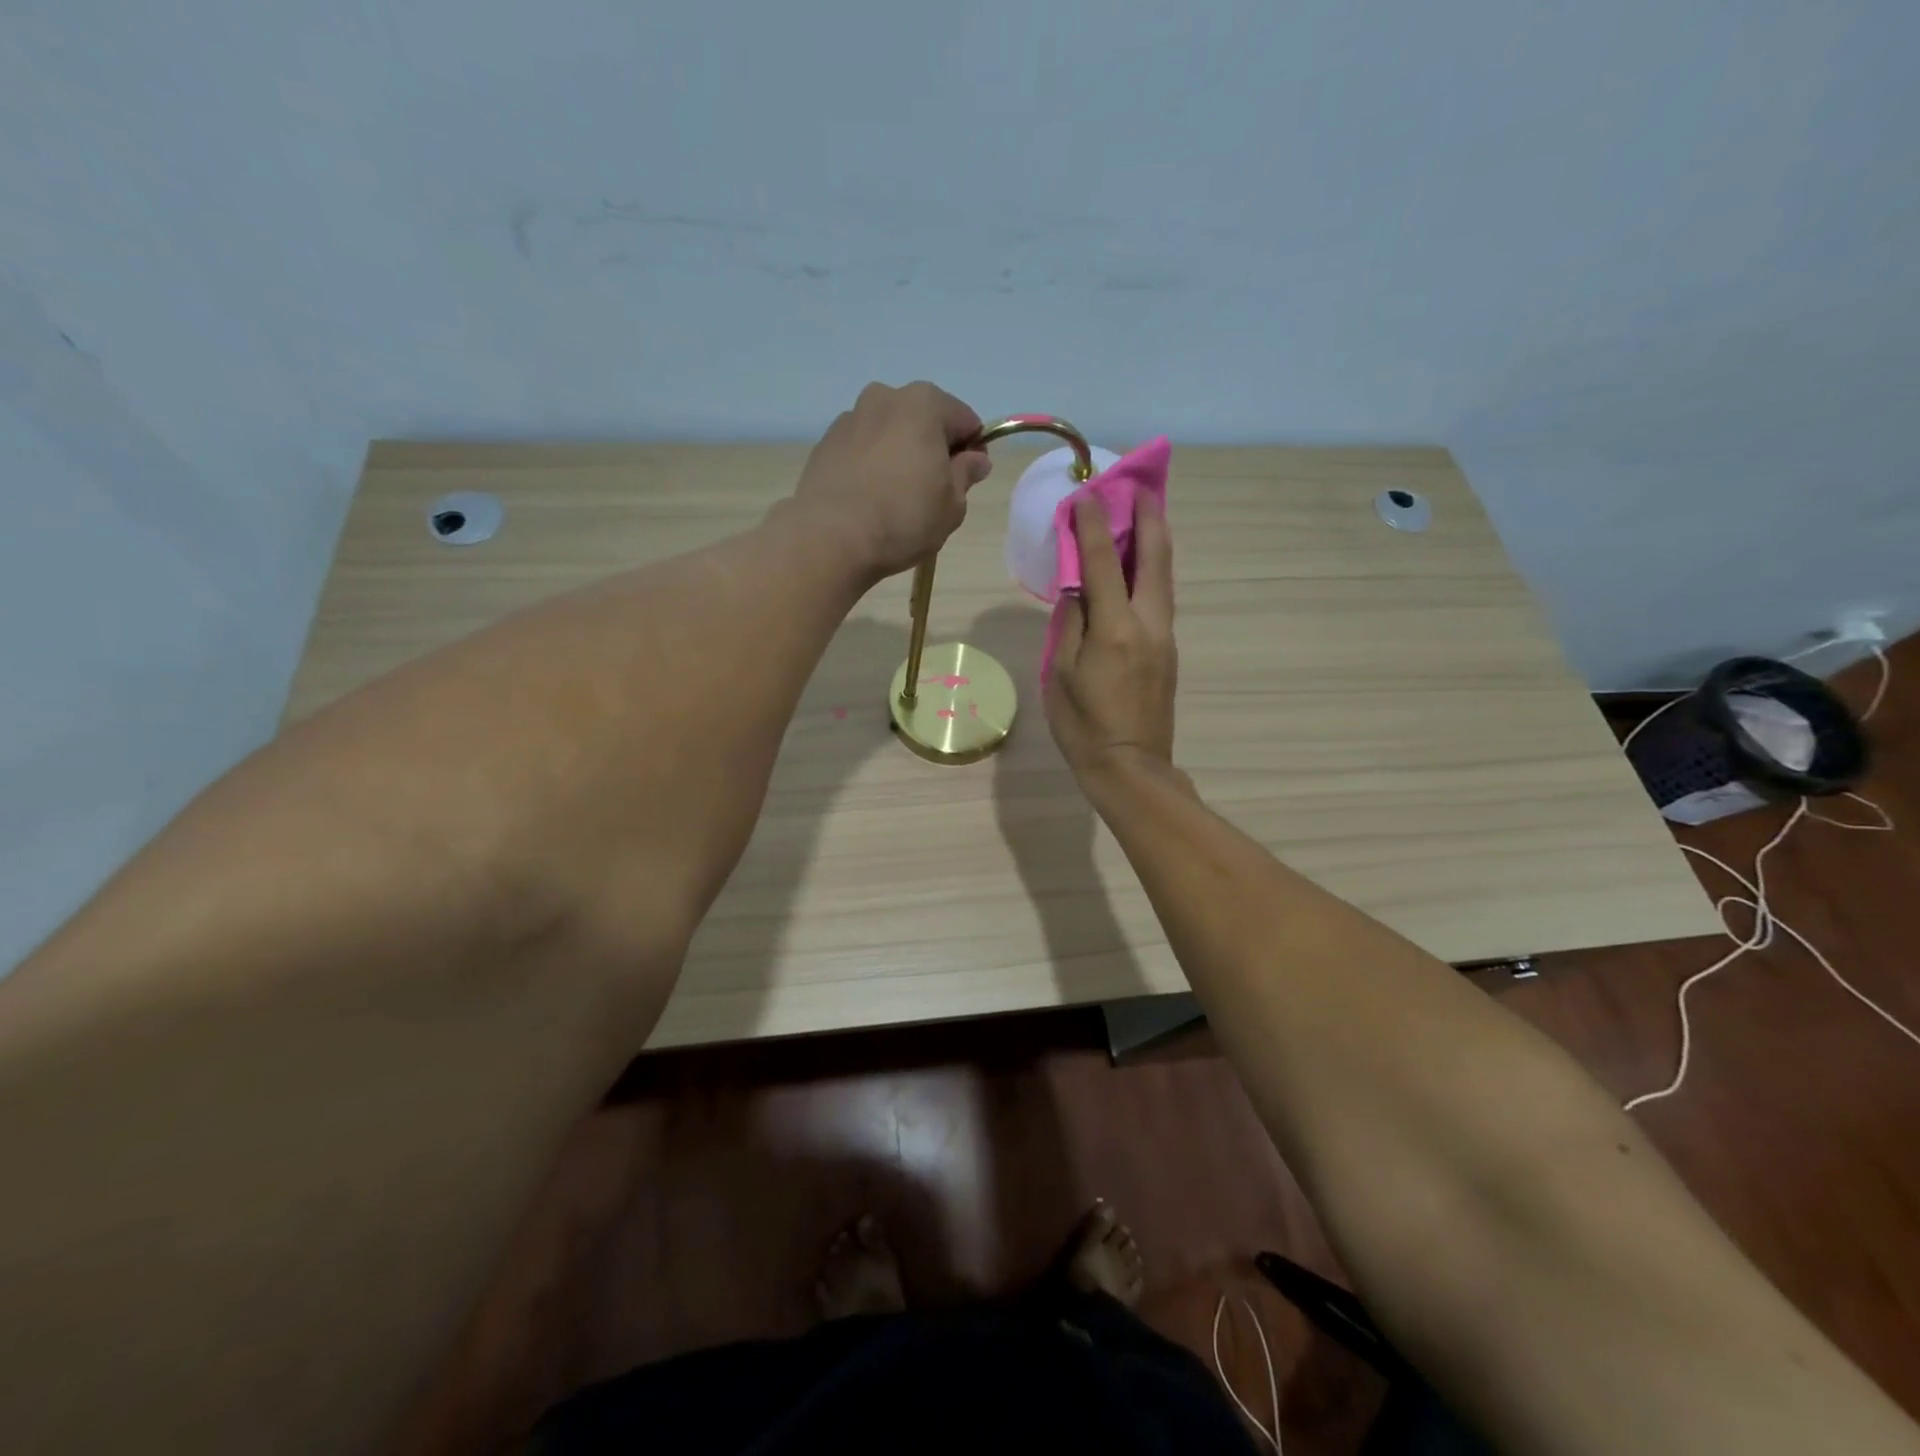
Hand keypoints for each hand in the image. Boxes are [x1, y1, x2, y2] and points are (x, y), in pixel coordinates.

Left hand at [790, 381, 992, 579]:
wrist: (830, 538)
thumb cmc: (904, 518)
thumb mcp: (952, 504)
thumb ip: (966, 474)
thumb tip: (975, 459)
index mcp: (924, 403)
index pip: (965, 421)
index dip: (972, 451)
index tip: (967, 480)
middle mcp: (884, 397)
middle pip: (923, 421)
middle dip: (932, 449)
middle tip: (932, 492)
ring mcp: (850, 418)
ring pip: (889, 433)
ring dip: (899, 455)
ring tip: (896, 498)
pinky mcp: (825, 444)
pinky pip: (862, 450)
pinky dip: (871, 466)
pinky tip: (869, 500)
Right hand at [1044, 492, 1177, 785]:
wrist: (1131, 767)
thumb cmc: (1084, 725)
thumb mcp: (1061, 674)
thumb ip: (1070, 624)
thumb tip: (1077, 589)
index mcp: (1116, 627)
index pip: (1103, 561)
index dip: (1093, 524)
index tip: (1084, 495)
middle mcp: (1148, 622)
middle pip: (1155, 557)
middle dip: (1147, 517)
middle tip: (1138, 487)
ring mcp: (1164, 636)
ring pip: (1164, 576)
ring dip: (1155, 540)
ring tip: (1145, 514)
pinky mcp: (1168, 650)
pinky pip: (1161, 597)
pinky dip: (1152, 570)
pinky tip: (1139, 565)